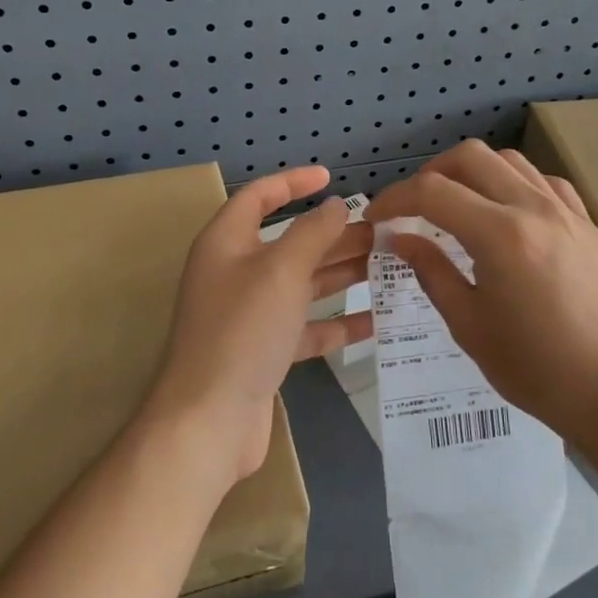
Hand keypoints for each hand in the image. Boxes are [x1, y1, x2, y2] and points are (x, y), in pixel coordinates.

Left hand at [145, 166, 372, 484]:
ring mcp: (249, 314)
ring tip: (388, 266)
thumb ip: (312, 233)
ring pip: (301, 283)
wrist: (209, 420)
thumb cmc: (243, 330)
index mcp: (227, 242)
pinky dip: (336, 322)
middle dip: (333, 235)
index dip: (293, 182)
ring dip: (341, 273)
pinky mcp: (264, 351)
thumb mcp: (281, 271)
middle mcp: (235, 272)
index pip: (259, 197)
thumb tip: (335, 206)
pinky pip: (305, 326)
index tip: (330, 177)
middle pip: (289, 242)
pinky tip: (375, 321)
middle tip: (381, 232)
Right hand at [366, 141, 597, 444]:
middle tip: (413, 208)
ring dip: (473, 173)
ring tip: (457, 206)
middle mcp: (534, 208)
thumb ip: (431, 271)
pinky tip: (506, 213)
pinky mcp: (588, 225)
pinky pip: (544, 181)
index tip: (376, 217)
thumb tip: (400, 239)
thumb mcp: (468, 324)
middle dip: (430, 174)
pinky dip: (514, 184)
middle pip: (470, 157)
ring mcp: (567, 212)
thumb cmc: (535, 368)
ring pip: (509, 161)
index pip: (432, 192)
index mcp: (500, 235)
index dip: (394, 199)